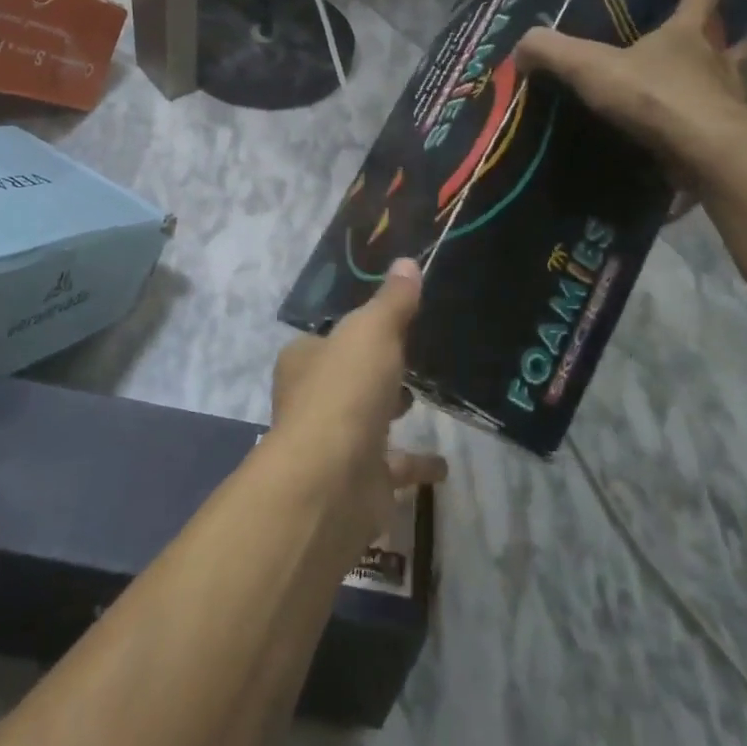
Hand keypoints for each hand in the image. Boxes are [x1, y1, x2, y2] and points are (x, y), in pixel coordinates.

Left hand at [272, 259, 446, 538]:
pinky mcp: (358, 482)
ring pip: (366, 422)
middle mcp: (311, 401)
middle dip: (373, 372)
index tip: (388, 324)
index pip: (328, 338)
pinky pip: (392, 468)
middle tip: (411, 359)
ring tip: (424, 400)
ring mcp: (333, 445)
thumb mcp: (372, 332)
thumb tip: (407, 263)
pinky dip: (415, 465)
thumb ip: (392, 302)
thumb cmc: (344, 391)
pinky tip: (443, 464)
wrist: (330, 481)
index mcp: (304, 361)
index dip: (355, 331)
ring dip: (389, 412)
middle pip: (346, 380)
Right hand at [514, 0, 746, 189]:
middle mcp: (714, 62)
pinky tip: (696, 138)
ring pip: (733, 82)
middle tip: (739, 35)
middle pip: (727, 40)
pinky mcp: (726, 138)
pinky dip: (710, 127)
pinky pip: (717, 126)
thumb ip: (553, 52)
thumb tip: (521, 46)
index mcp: (685, 35)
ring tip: (724, 84)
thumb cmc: (653, 96)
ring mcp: (726, 100)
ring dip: (730, 80)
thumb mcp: (591, 67)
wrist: (702, 151)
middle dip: (732, 36)